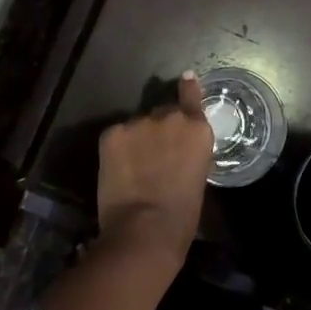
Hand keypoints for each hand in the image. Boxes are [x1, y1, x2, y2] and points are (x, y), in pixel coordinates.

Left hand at [95, 71, 214, 264]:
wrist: (144, 231)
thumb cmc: (182, 217)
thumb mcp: (198, 176)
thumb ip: (190, 152)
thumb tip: (179, 150)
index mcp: (197, 128)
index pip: (191, 95)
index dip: (188, 88)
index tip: (186, 78)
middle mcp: (169, 117)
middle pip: (163, 113)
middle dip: (159, 129)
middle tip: (154, 155)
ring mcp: (139, 122)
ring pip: (137, 126)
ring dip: (137, 139)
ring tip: (133, 167)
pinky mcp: (112, 133)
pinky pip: (116, 136)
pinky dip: (117, 149)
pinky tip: (117, 171)